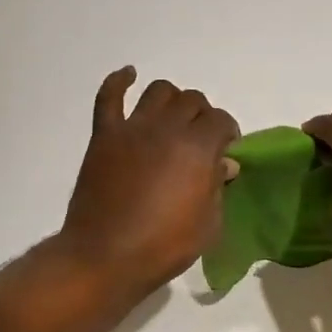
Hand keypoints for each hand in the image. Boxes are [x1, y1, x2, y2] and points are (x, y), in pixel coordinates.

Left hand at [59, 68, 240, 297]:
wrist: (105, 257)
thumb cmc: (164, 246)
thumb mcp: (208, 224)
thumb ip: (217, 186)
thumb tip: (224, 163)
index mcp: (197, 148)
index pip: (221, 120)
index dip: (228, 133)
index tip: (226, 150)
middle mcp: (166, 128)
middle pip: (192, 101)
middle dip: (203, 116)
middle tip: (200, 139)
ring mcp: (132, 129)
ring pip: (158, 92)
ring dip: (171, 100)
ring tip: (173, 118)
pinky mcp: (104, 136)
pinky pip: (109, 97)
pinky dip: (119, 82)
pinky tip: (128, 75)